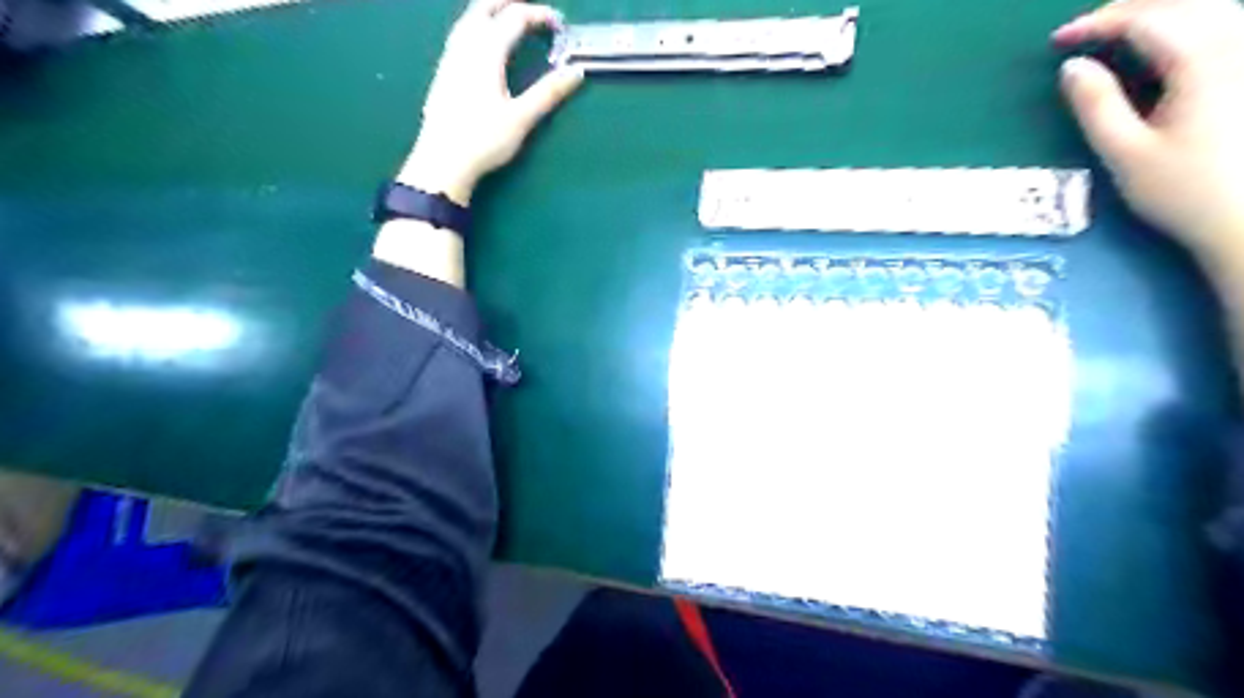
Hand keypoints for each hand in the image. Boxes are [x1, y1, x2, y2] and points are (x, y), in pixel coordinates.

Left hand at [405, 0, 588, 203]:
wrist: (442, 161)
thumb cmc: (484, 140)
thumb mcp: (522, 118)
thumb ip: (549, 93)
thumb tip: (577, 72)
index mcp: (487, 52)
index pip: (515, 18)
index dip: (539, 15)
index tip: (560, 26)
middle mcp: (465, 46)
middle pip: (485, 7)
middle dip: (511, 3)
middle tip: (535, 15)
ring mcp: (450, 58)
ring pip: (469, 19)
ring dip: (492, 13)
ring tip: (510, 23)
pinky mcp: (443, 73)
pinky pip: (460, 35)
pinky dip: (477, 27)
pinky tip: (483, 47)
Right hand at [1053, 1, 1242, 271]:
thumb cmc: (1184, 191)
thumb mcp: (1126, 153)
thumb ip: (1096, 105)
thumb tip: (1071, 68)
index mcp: (1203, 59)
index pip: (1144, 18)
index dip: (1095, 24)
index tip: (1057, 42)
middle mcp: (1239, 40)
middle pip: (1181, 1)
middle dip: (1126, 9)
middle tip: (1084, 32)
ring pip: (1207, 6)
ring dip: (1157, 11)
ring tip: (1117, 31)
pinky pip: (1222, 22)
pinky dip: (1184, 23)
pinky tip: (1162, 43)